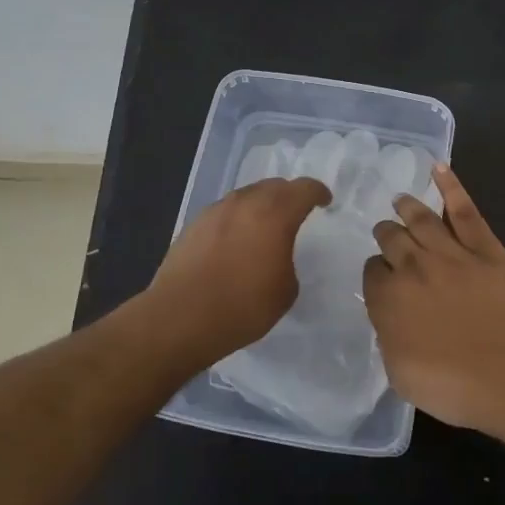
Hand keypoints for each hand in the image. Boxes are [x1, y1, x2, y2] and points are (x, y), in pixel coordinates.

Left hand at [141, 177, 330, 367]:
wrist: (180, 318)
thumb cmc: (242, 306)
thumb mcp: (285, 291)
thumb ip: (288, 261)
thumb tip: (277, 256)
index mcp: (275, 214)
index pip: (304, 189)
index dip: (318, 193)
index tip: (325, 202)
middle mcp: (245, 203)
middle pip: (274, 185)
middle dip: (289, 195)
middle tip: (297, 212)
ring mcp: (216, 211)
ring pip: (247, 195)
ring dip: (261, 205)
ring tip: (266, 226)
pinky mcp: (194, 224)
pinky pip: (225, 211)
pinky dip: (238, 218)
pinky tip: (236, 241)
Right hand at [362, 164, 504, 442]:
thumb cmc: (455, 388)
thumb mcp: (401, 374)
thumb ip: (388, 336)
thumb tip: (390, 315)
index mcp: (388, 298)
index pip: (372, 272)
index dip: (376, 273)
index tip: (381, 278)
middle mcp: (414, 267)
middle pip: (391, 238)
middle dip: (386, 234)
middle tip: (386, 233)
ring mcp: (452, 252)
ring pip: (421, 218)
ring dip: (407, 206)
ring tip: (400, 199)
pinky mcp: (486, 248)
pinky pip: (465, 210)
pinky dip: (451, 186)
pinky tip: (439, 169)